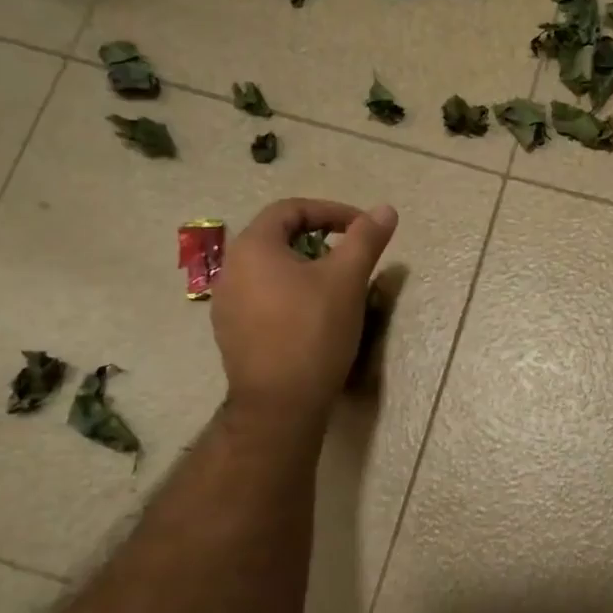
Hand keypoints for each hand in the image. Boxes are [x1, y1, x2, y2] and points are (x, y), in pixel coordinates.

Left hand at [212, 198, 398, 421]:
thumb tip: (386, 209)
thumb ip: (365, 239)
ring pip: (270, 270)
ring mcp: (226, 303)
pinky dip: (290, 294)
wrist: (280, 403)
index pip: (291, 209)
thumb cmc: (313, 331)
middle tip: (351, 256)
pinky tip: (312, 316)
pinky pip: (263, 298)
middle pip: (278, 238)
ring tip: (335, 286)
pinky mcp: (231, 332)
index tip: (362, 228)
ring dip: (304, 268)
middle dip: (319, 239)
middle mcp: (230, 268)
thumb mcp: (347, 279)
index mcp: (252, 246)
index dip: (331, 211)